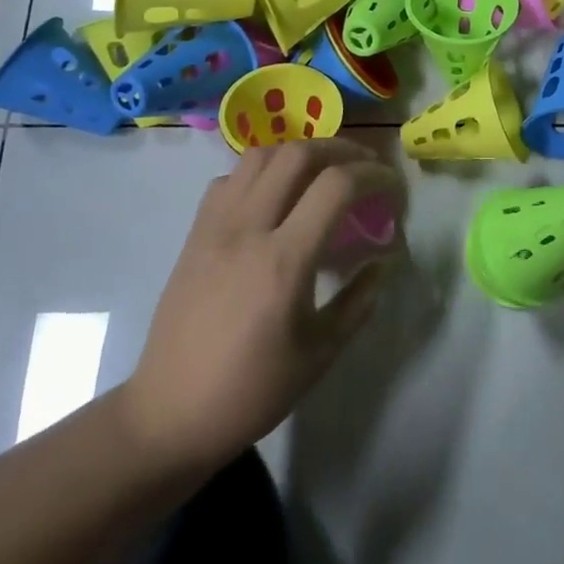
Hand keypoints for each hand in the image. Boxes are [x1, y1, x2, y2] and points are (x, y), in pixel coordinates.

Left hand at [121, 139, 404, 471]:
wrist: (169, 413)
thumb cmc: (251, 391)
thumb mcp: (320, 354)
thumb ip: (358, 301)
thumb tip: (382, 263)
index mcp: (284, 261)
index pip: (337, 186)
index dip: (374, 175)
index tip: (393, 188)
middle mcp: (248, 229)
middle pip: (298, 153)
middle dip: (342, 150)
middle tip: (365, 167)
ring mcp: (215, 226)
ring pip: (260, 155)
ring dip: (300, 152)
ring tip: (323, 171)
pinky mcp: (195, 233)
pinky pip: (230, 178)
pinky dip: (262, 171)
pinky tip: (275, 196)